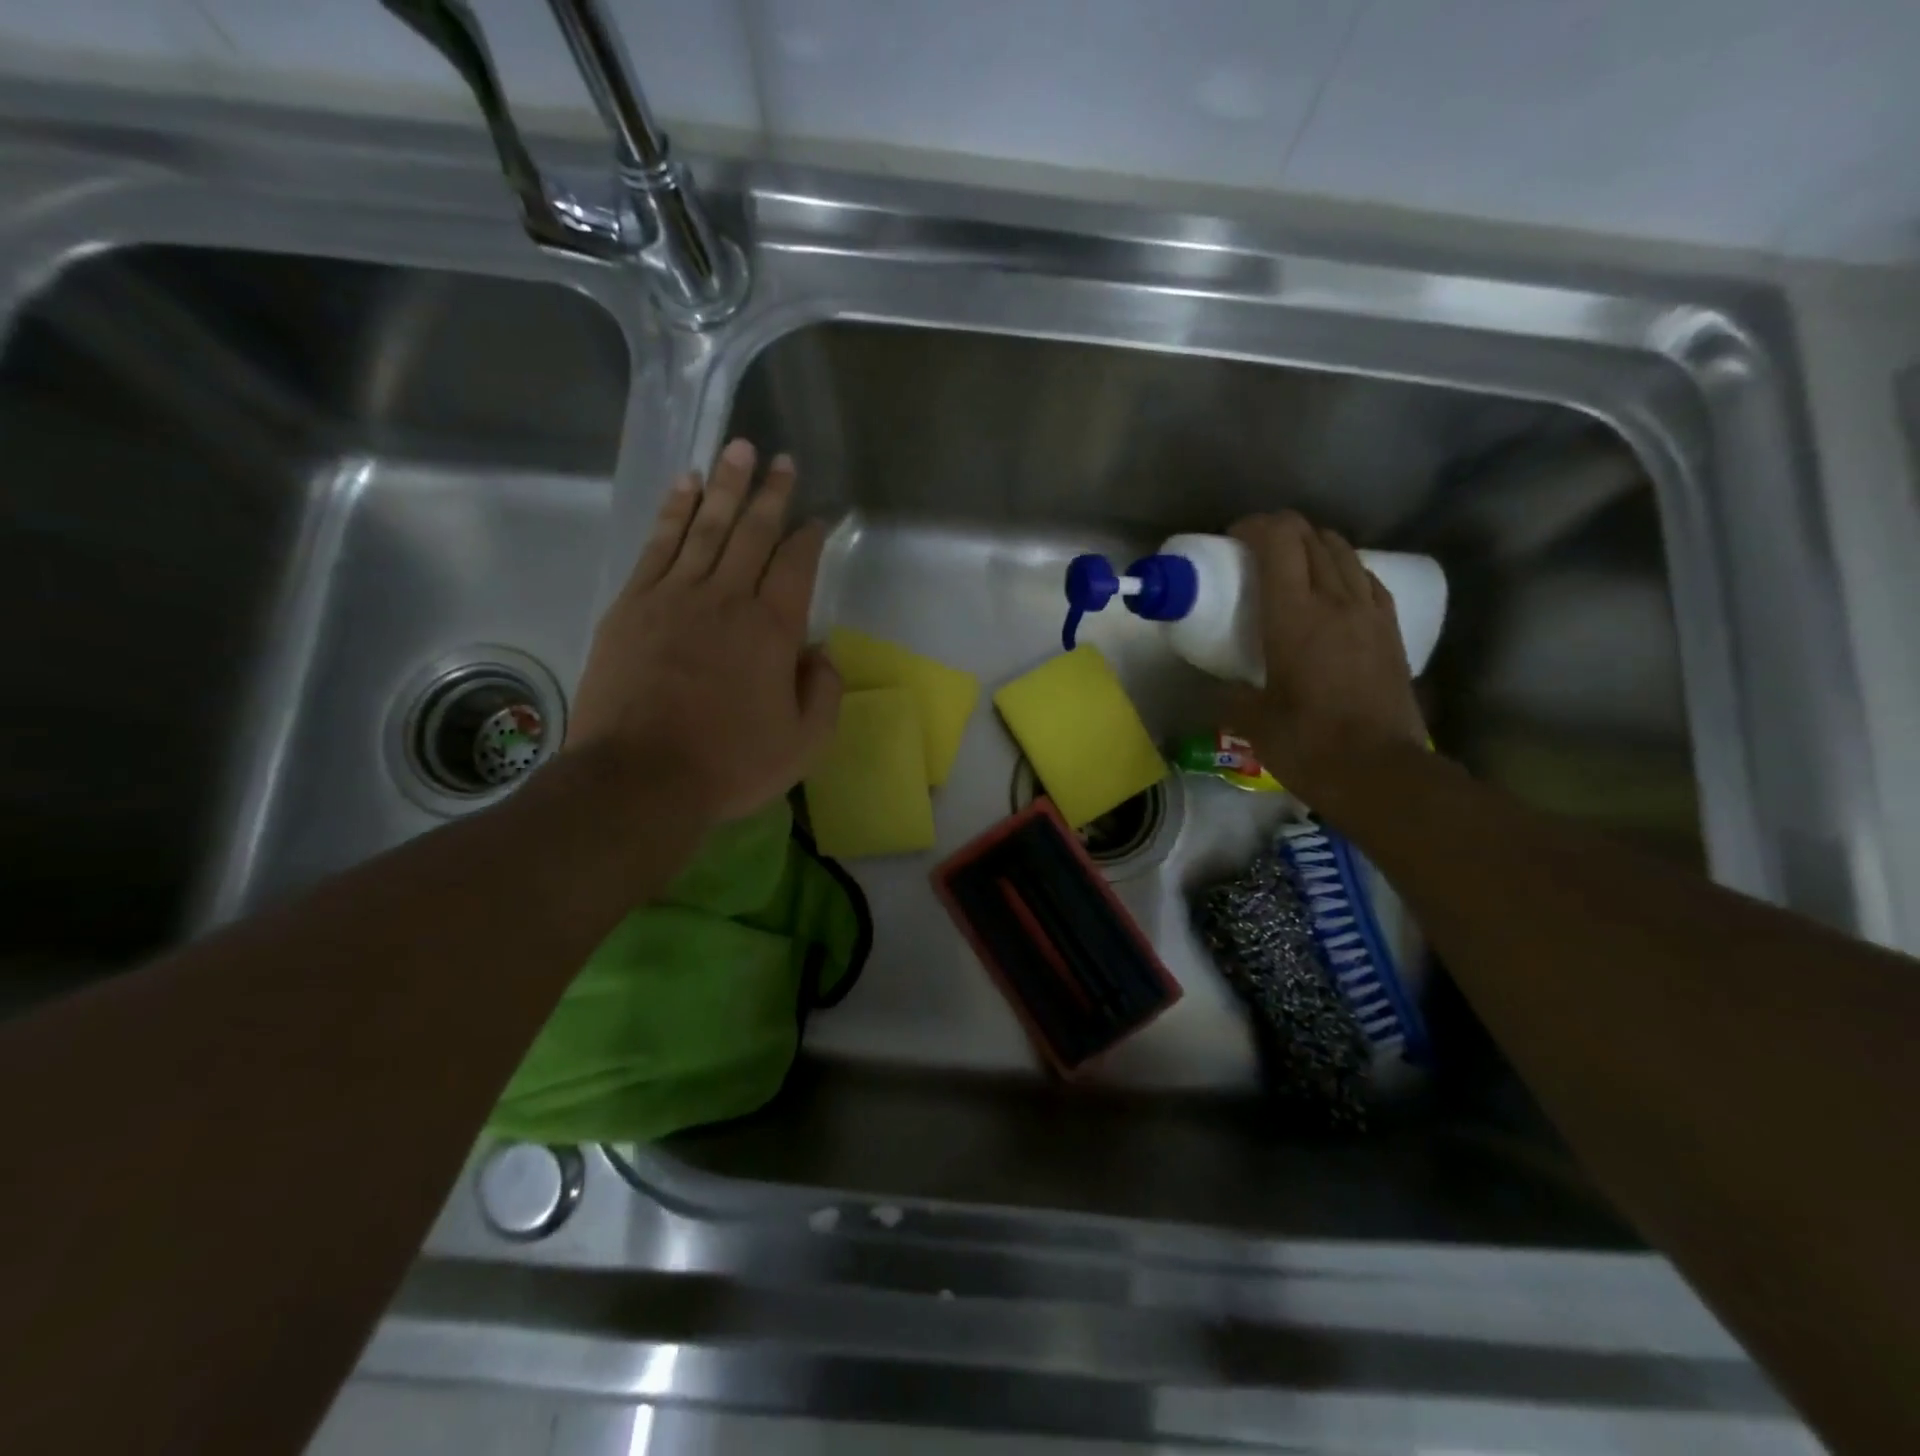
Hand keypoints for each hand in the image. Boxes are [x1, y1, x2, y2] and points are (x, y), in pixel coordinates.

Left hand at [566, 438, 841, 823]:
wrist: (639, 778)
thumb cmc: (730, 764)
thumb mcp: (804, 743)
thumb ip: (824, 692)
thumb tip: (820, 651)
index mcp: (772, 630)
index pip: (796, 566)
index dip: (809, 537)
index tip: (817, 517)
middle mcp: (726, 599)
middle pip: (752, 532)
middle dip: (770, 493)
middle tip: (779, 459)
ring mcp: (674, 597)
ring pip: (705, 527)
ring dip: (724, 485)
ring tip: (736, 448)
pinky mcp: (632, 605)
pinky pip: (658, 545)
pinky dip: (673, 511)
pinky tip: (684, 486)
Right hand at [1227, 512, 1425, 808]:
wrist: (1381, 773)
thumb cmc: (1308, 745)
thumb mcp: (1253, 722)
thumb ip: (1231, 696)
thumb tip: (1220, 689)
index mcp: (1295, 617)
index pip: (1279, 541)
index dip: (1254, 527)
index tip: (1232, 539)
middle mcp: (1336, 601)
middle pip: (1311, 537)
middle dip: (1280, 531)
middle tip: (1254, 552)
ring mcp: (1370, 613)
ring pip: (1343, 552)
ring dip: (1314, 545)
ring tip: (1292, 566)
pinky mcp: (1391, 631)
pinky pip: (1367, 578)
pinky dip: (1344, 569)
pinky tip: (1333, 590)